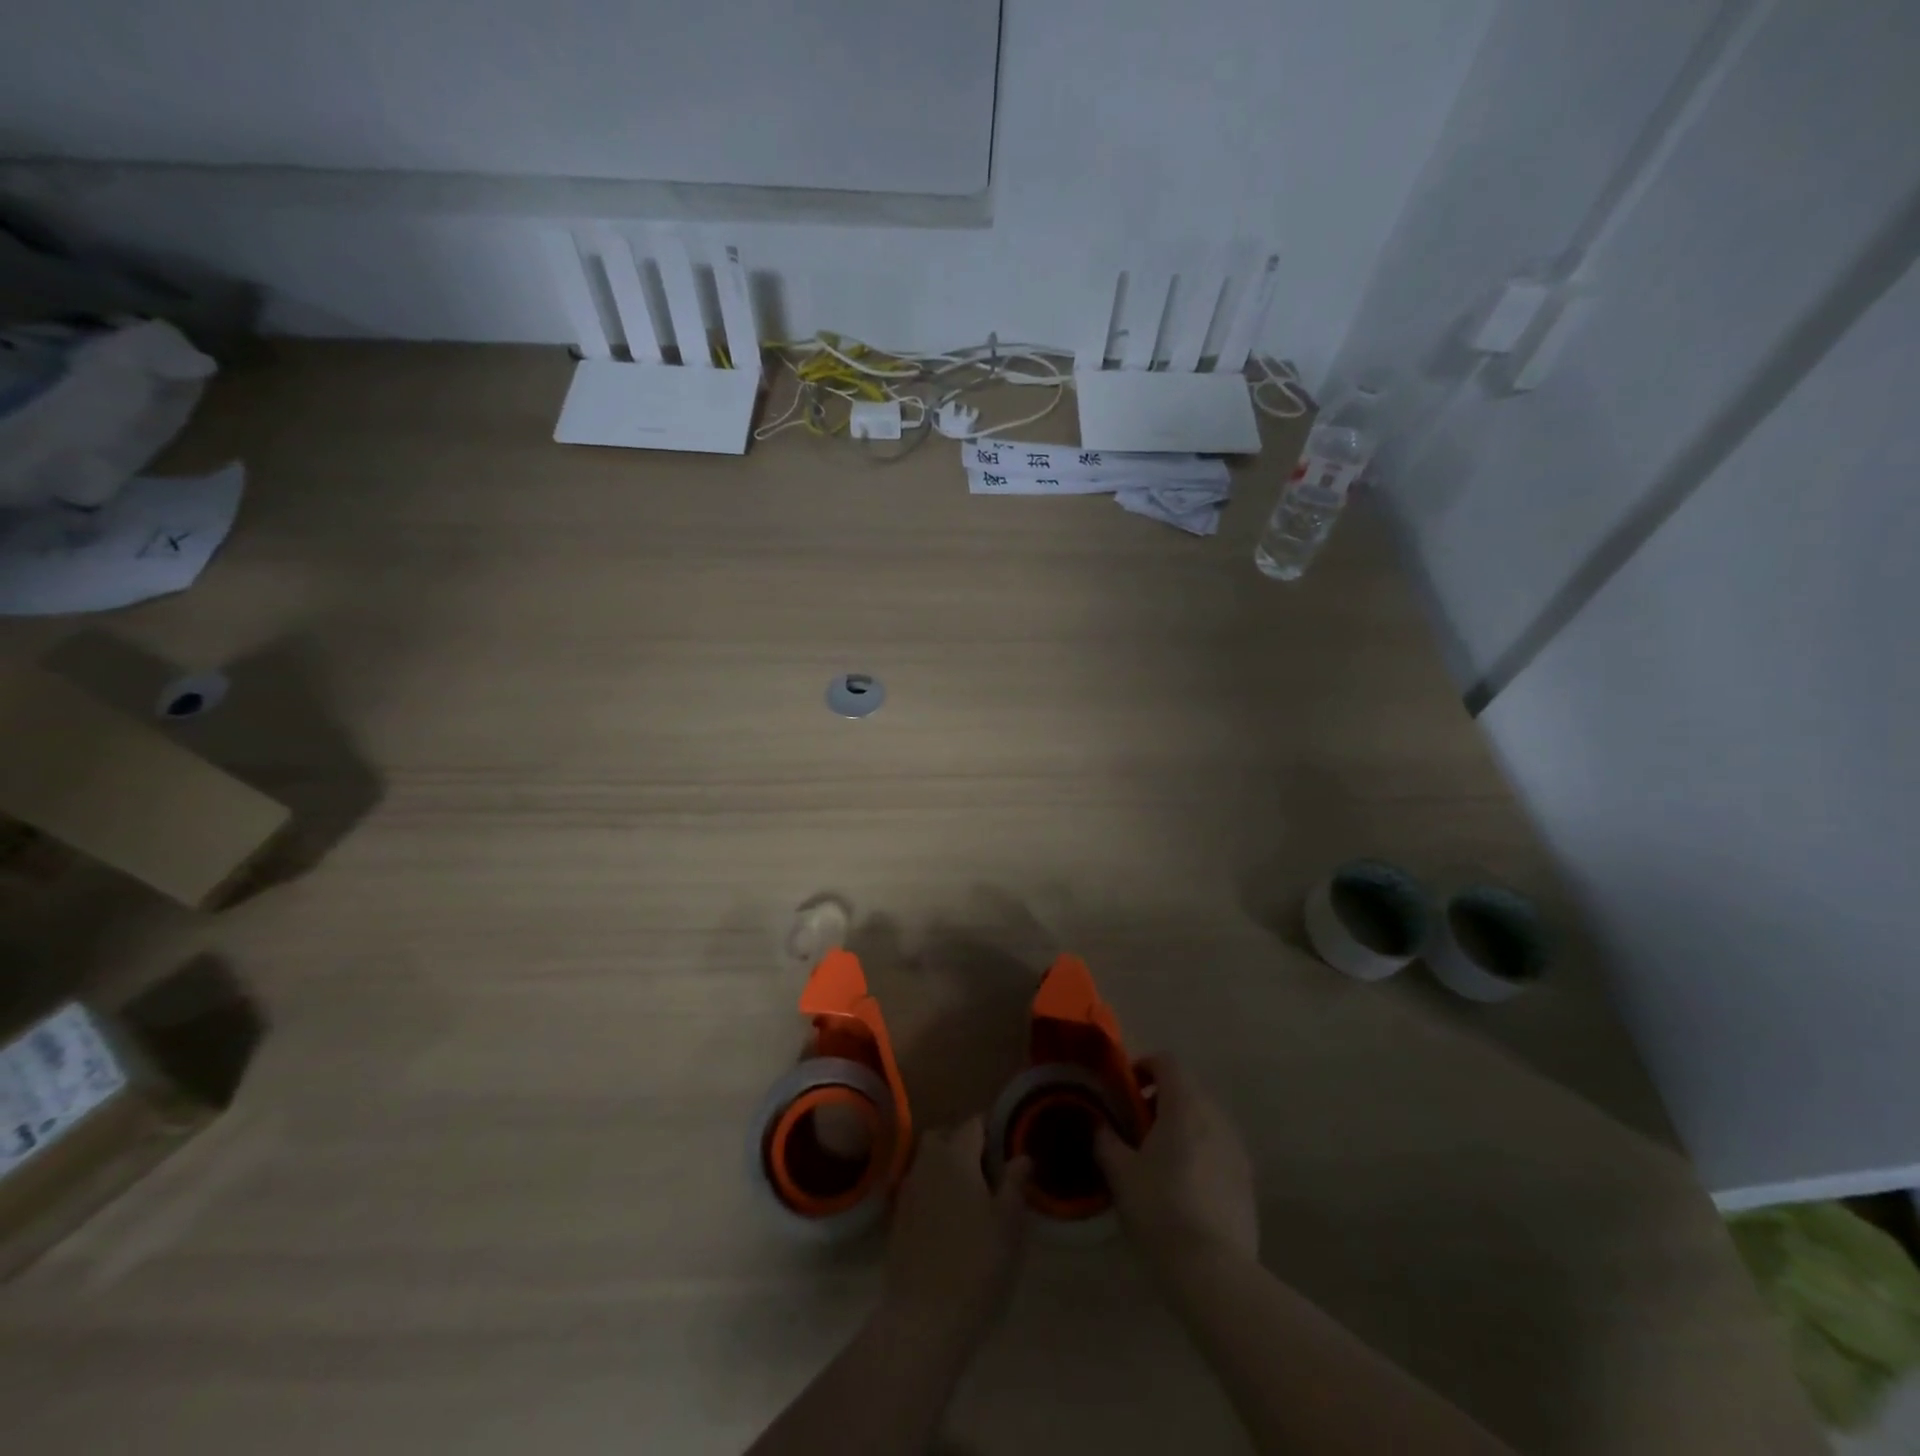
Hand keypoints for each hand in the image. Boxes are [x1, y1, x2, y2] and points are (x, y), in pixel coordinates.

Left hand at [883, 1119, 1030, 1345]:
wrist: (924, 1316)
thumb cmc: (976, 1264)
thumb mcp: (1008, 1224)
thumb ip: (1015, 1184)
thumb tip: (1022, 1156)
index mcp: (956, 1156)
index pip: (973, 1124)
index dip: (990, 1129)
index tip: (1006, 1143)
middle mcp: (927, 1163)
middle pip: (942, 1136)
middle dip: (961, 1142)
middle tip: (986, 1167)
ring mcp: (907, 1190)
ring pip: (926, 1161)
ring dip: (944, 1165)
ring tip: (969, 1193)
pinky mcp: (897, 1217)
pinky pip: (917, 1187)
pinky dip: (931, 1189)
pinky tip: (947, 1216)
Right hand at [1095, 1056, 1257, 1270]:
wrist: (1214, 1270)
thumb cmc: (1160, 1209)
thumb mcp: (1120, 1172)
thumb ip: (1105, 1139)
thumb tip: (1098, 1123)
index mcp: (1184, 1105)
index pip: (1167, 1062)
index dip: (1144, 1066)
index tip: (1126, 1089)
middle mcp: (1216, 1117)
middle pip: (1187, 1090)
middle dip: (1161, 1100)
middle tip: (1137, 1127)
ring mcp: (1236, 1149)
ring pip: (1205, 1120)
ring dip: (1182, 1126)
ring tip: (1159, 1158)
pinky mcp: (1247, 1180)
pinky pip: (1219, 1149)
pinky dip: (1200, 1152)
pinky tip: (1183, 1187)